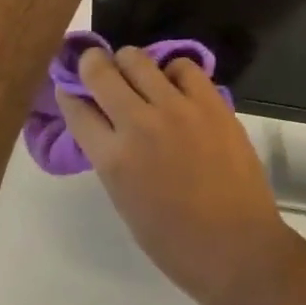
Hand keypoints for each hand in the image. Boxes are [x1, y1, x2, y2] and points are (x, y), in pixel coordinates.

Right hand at [56, 46, 298, 304]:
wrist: (235, 245)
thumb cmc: (175, 241)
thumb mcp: (125, 201)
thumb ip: (113, 159)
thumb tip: (109, 128)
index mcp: (112, 159)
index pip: (77, 110)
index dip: (69, 94)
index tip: (70, 87)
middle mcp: (139, 124)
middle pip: (102, 72)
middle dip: (93, 64)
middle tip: (98, 67)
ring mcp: (177, 108)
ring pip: (140, 59)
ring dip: (130, 62)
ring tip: (137, 72)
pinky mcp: (211, 101)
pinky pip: (183, 66)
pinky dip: (173, 70)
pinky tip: (175, 84)